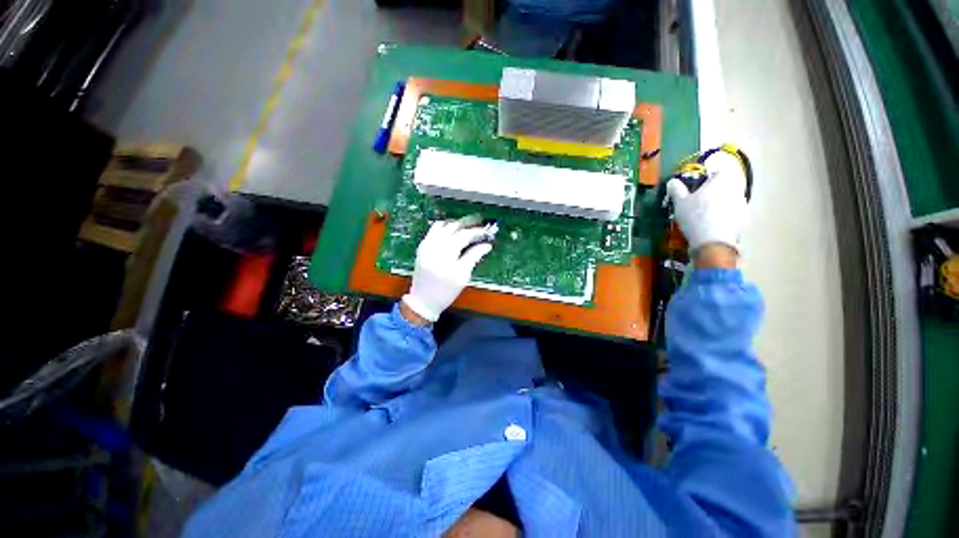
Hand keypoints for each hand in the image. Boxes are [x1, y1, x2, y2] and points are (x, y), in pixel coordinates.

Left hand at [401, 220, 493, 322]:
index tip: (486, 232)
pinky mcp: (422, 247)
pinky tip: (453, 231)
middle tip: (479, 222)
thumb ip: (474, 257)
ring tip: (467, 226)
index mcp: (445, 255)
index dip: (477, 232)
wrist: (423, 301)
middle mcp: (434, 246)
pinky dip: (445, 227)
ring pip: (442, 225)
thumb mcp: (463, 276)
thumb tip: (486, 245)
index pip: (464, 235)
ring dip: (456, 224)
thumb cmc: (445, 292)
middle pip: (452, 226)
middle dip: (467, 223)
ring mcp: (426, 245)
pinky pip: (434, 230)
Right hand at [666, 152, 748, 254]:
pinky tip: (714, 225)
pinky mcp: (745, 219)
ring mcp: (743, 203)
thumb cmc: (695, 216)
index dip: (706, 178)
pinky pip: (734, 213)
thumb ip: (676, 189)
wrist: (712, 241)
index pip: (716, 172)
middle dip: (714, 191)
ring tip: (706, 215)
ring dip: (721, 203)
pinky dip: (726, 216)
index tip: (696, 188)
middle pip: (725, 185)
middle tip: (699, 202)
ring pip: (730, 199)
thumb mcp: (679, 202)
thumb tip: (673, 181)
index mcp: (721, 180)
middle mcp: (736, 188)